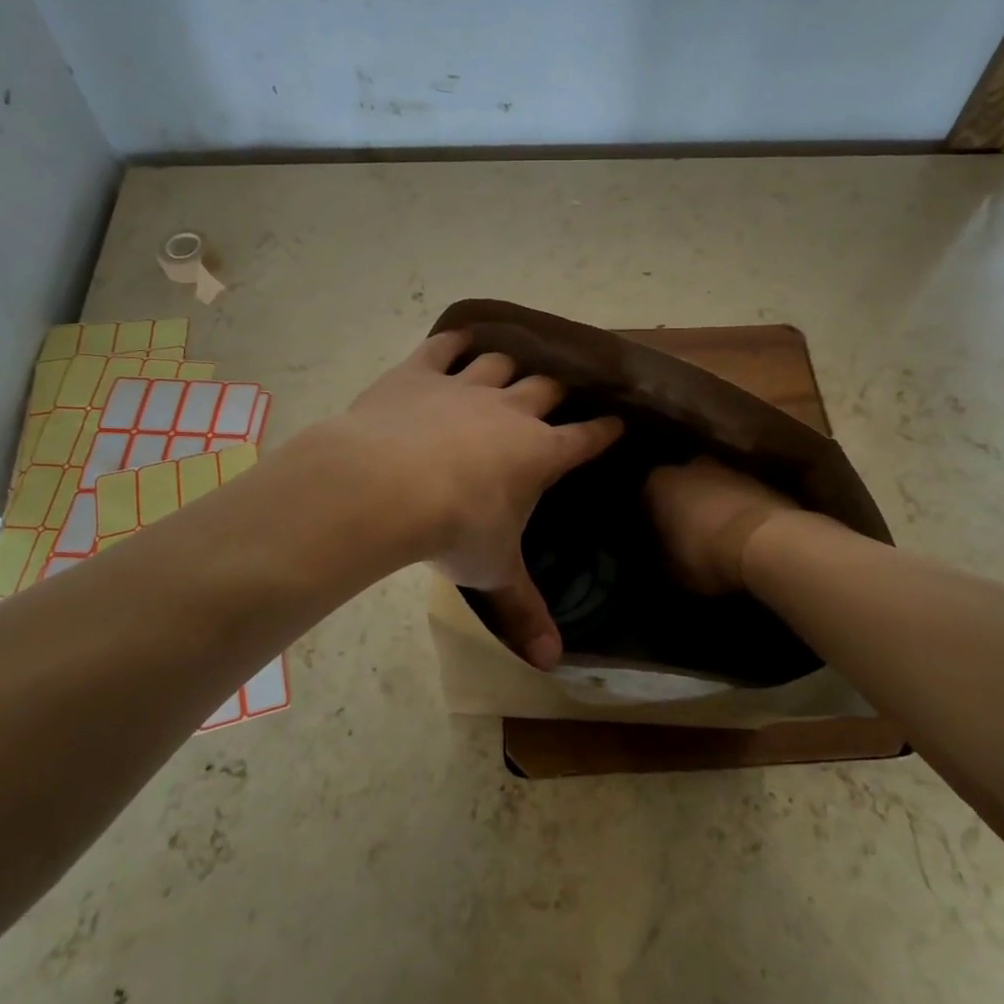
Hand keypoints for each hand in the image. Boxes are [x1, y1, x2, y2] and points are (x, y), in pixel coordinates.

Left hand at [326, 331, 621, 668]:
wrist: (385, 486)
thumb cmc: (454, 529)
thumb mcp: (493, 572)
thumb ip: (523, 611)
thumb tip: (552, 663)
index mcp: (540, 453)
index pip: (587, 438)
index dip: (605, 430)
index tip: (618, 422)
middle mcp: (512, 410)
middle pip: (548, 389)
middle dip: (559, 390)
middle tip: (562, 392)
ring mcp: (466, 385)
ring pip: (501, 362)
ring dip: (510, 365)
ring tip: (512, 368)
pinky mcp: (420, 371)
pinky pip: (444, 347)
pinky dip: (454, 342)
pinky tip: (458, 340)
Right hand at [644, 458, 796, 594]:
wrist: (767, 541)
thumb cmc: (705, 553)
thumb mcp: (673, 569)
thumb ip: (662, 556)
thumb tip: (662, 555)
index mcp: (658, 483)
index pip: (644, 498)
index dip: (649, 519)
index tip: (654, 538)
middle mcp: (689, 466)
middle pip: (679, 486)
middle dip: (681, 505)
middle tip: (684, 534)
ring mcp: (727, 469)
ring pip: (710, 487)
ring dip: (711, 506)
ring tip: (715, 535)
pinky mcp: (758, 480)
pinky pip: (737, 496)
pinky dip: (736, 510)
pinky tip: (740, 534)